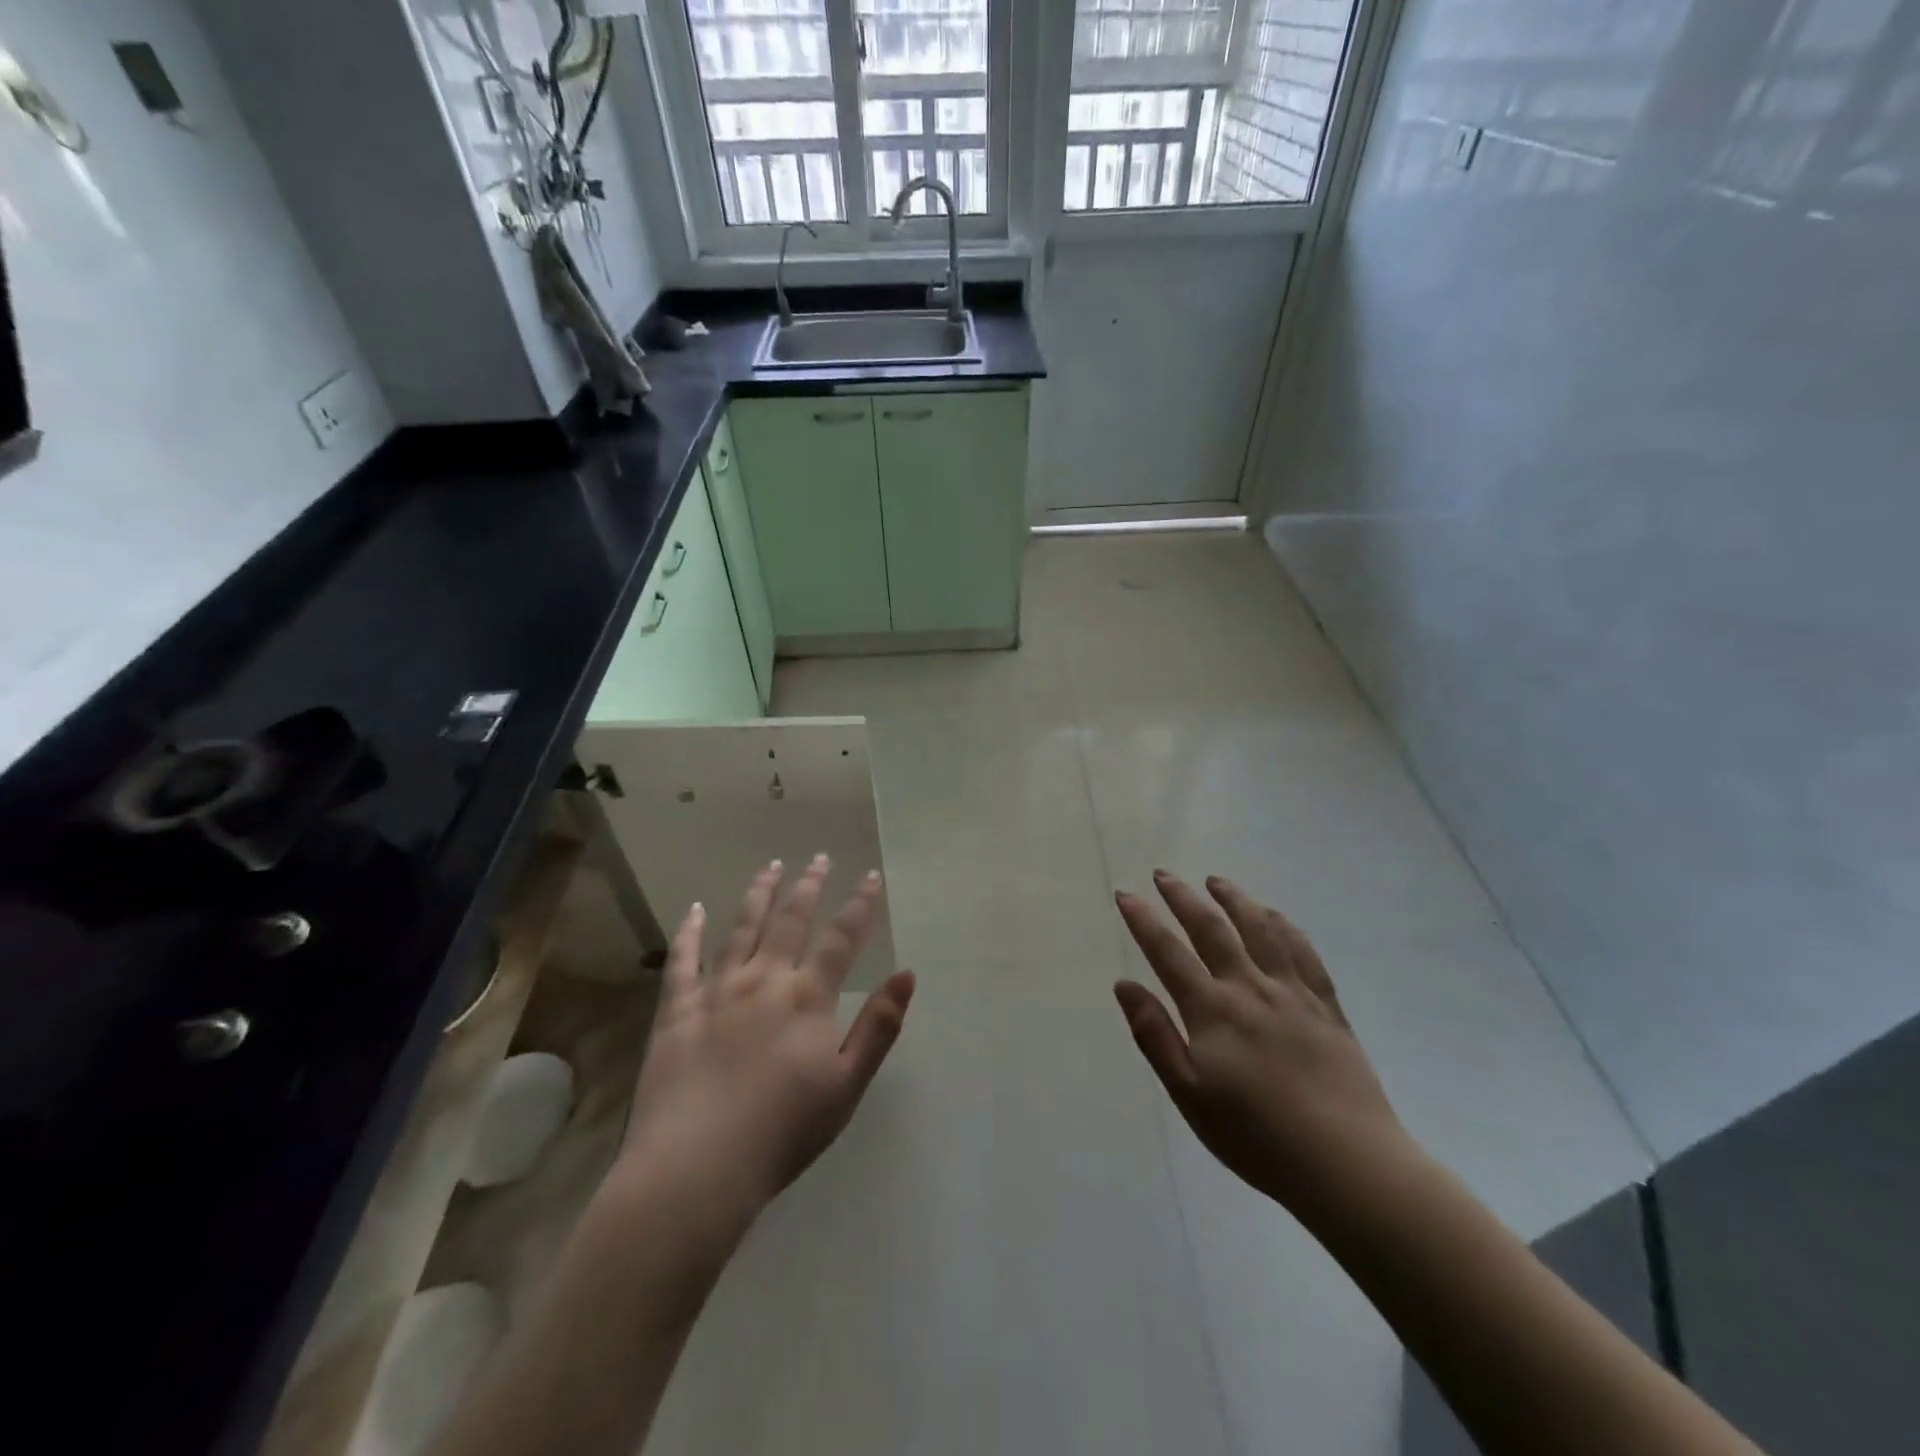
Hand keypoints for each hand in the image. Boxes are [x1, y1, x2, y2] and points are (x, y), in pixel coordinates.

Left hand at [616, 855, 916, 1220]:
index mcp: (807, 998)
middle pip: (790, 920)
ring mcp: (716, 991)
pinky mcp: (677, 1010)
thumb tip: (907, 974)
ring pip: (741, 928)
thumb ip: (879, 1027)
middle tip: (819, 858)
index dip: (860, 905)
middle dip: (809, 886)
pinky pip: (682, 960)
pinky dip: (690, 931)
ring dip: (759, 893)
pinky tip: (695, 908)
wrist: (697, 1168)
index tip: (871, 875)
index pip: (842, 939)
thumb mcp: (847, 1085)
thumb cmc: (783, 1132)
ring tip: (771, 866)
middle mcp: (764, 980)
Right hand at [1114, 871, 1409, 1219]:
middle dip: (1183, 897)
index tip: (1126, 894)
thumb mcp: (1189, 1095)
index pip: (1168, 952)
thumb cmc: (1256, 1137)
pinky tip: (1273, 915)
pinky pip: (1303, 951)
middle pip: (1212, 928)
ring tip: (1216, 881)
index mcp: (1212, 1010)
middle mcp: (1249, 988)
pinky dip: (1283, 925)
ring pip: (1260, 929)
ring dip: (1234, 899)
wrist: (1348, 1164)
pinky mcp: (1326, 1005)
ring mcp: (1293, 992)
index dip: (1143, 919)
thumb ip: (1155, 1035)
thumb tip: (1124, 985)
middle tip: (1164, 874)